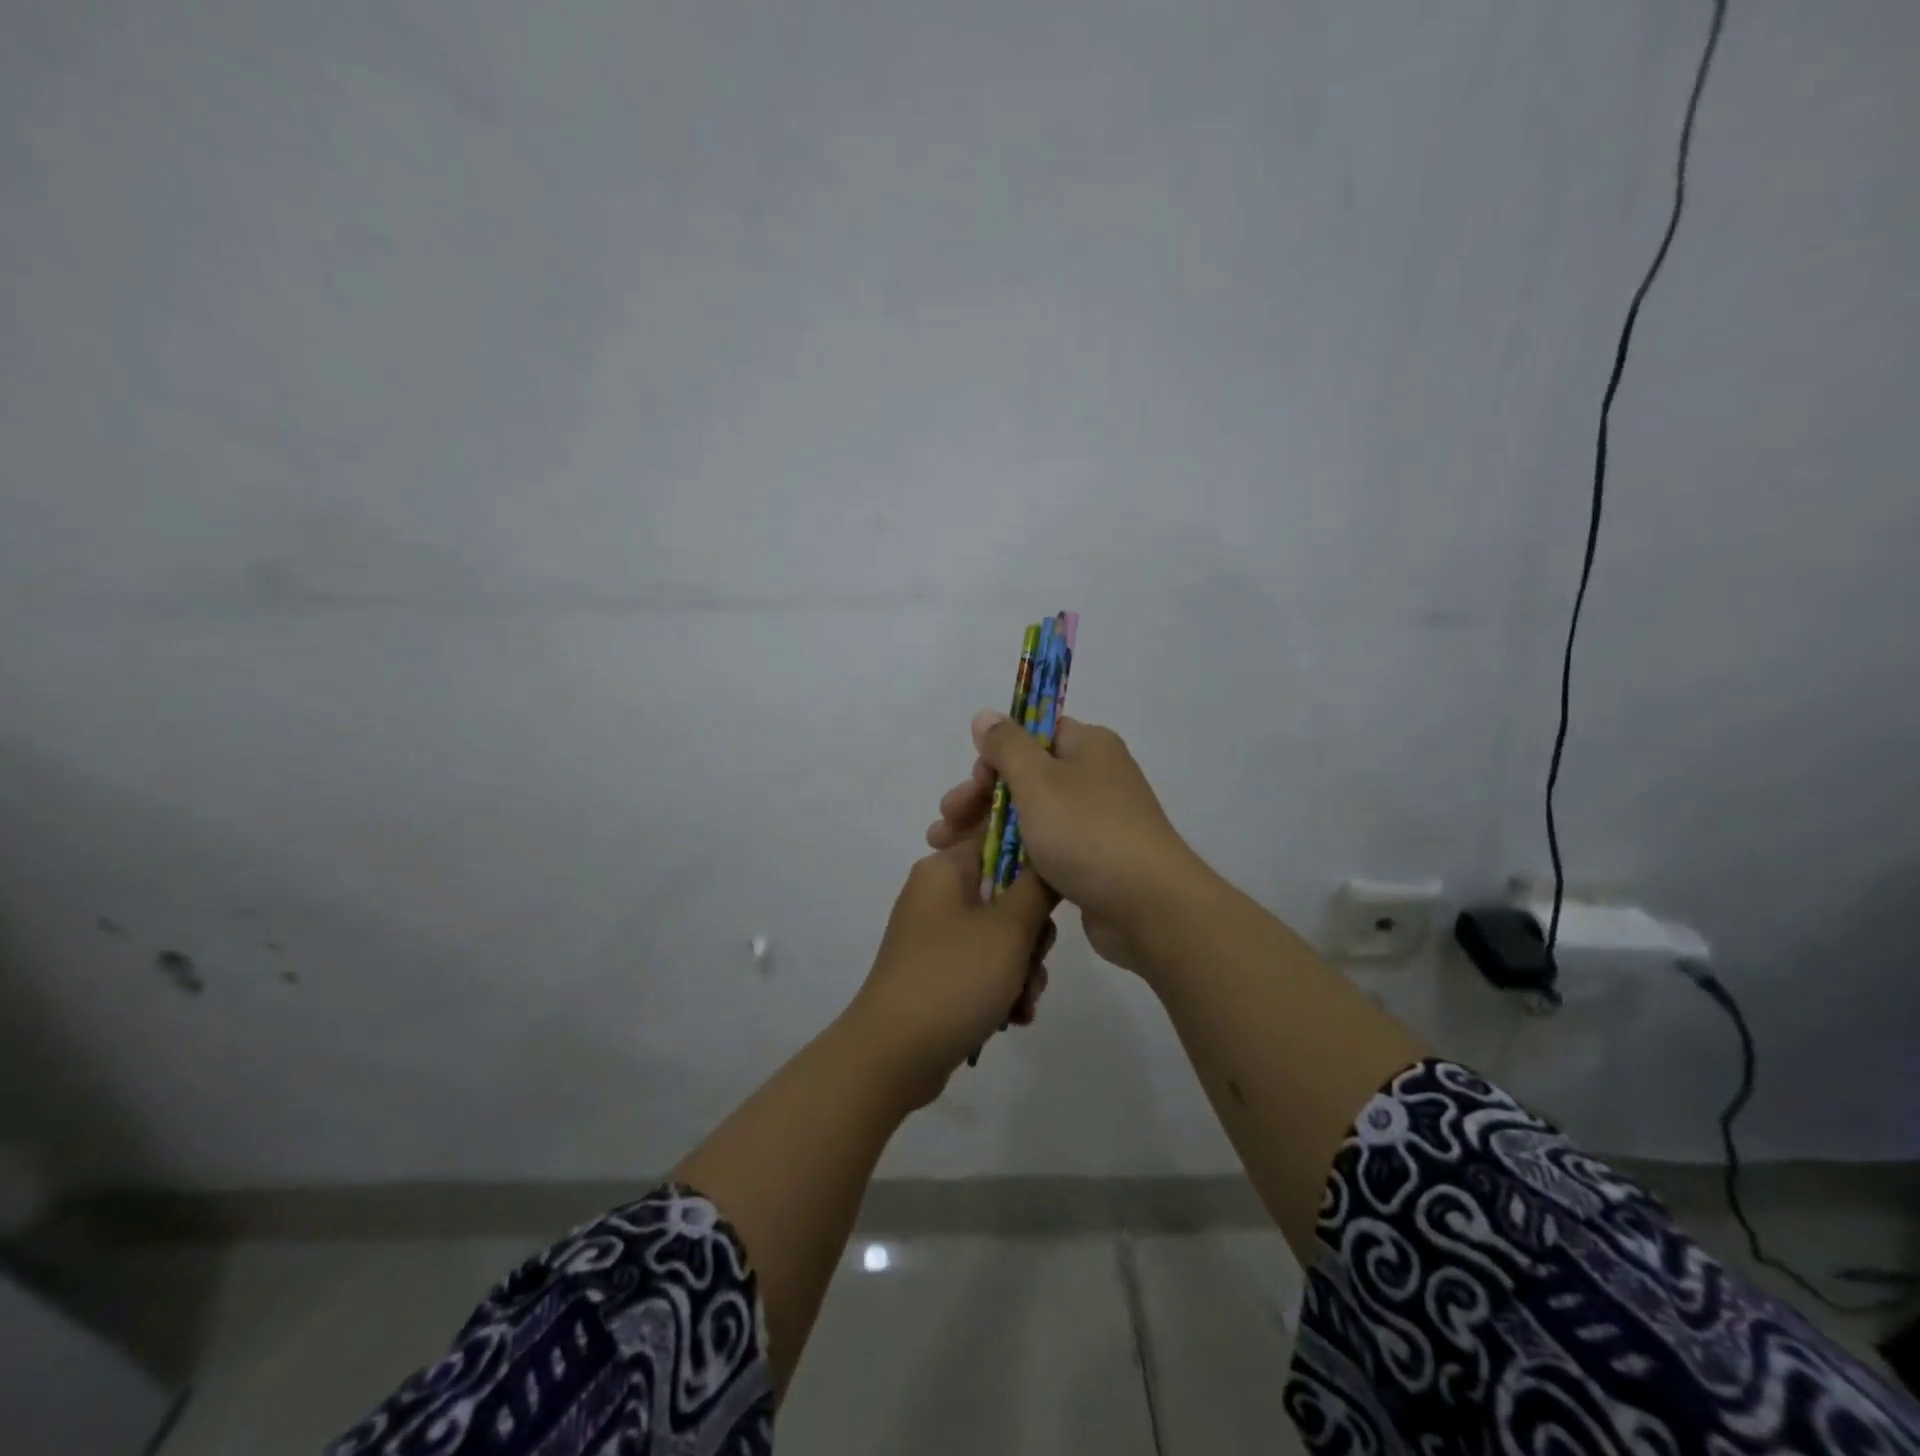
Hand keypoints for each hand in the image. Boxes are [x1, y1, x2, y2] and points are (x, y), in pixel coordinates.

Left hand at [844, 840, 1055, 1107]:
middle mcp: (937, 894)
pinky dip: (1002, 988)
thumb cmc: (954, 979)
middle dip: (1032, 935)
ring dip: (1023, 968)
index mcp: (945, 869)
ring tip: (1024, 1000)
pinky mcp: (937, 972)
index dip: (1035, 864)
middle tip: (1034, 961)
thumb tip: (1051, 855)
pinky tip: (1014, 1017)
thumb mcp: (1009, 929)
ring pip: (1001, 936)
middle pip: (1007, 893)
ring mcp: (935, 936)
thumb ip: (1039, 886)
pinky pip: (983, 966)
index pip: (1000, 839)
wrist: (893, 1056)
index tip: (1054, 898)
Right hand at [927, 710, 1204, 974]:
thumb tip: (986, 715)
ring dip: (987, 829)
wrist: (1148, 907)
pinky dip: (1013, 857)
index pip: (1034, 734)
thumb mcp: (1038, 780)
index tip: (972, 782)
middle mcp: (1095, 778)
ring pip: (1031, 817)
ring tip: (945, 851)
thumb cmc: (1087, 832)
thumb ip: (1007, 746)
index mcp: (1088, 747)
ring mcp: (1096, 822)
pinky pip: (1045, 850)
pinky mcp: (1093, 862)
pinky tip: (981, 871)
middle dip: (980, 798)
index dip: (996, 755)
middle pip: (1026, 777)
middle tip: (945, 822)